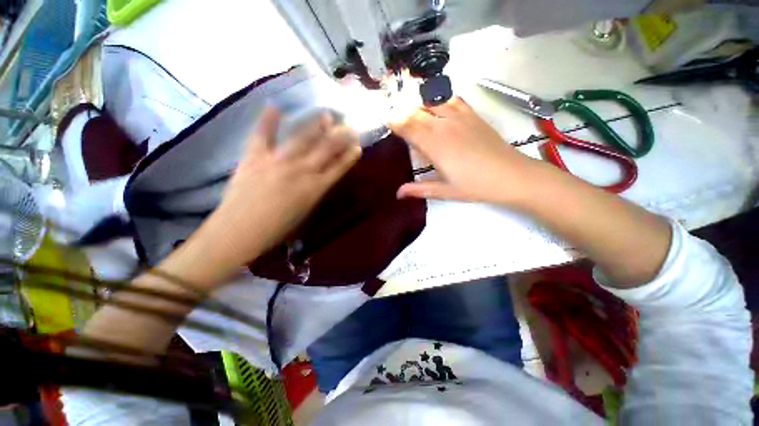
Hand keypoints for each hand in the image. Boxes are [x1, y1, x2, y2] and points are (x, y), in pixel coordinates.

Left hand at [201, 107, 361, 268]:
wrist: (239, 231)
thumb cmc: (277, 229)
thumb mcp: (305, 212)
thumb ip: (315, 191)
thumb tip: (322, 176)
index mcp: (314, 188)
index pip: (338, 168)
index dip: (349, 156)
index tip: (357, 146)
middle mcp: (300, 171)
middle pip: (325, 149)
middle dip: (340, 137)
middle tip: (350, 127)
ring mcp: (277, 160)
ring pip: (302, 138)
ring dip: (316, 125)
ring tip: (326, 115)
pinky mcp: (254, 156)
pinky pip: (263, 134)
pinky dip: (268, 120)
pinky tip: (275, 106)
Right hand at [388, 97, 537, 204]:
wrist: (511, 175)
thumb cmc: (475, 186)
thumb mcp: (444, 191)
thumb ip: (419, 189)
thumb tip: (398, 194)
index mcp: (435, 146)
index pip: (408, 128)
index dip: (395, 122)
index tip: (386, 121)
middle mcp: (444, 127)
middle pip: (417, 113)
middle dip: (402, 113)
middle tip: (393, 116)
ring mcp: (460, 118)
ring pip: (432, 103)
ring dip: (418, 104)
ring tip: (410, 109)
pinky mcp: (473, 115)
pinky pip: (452, 100)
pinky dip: (440, 99)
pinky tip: (436, 104)